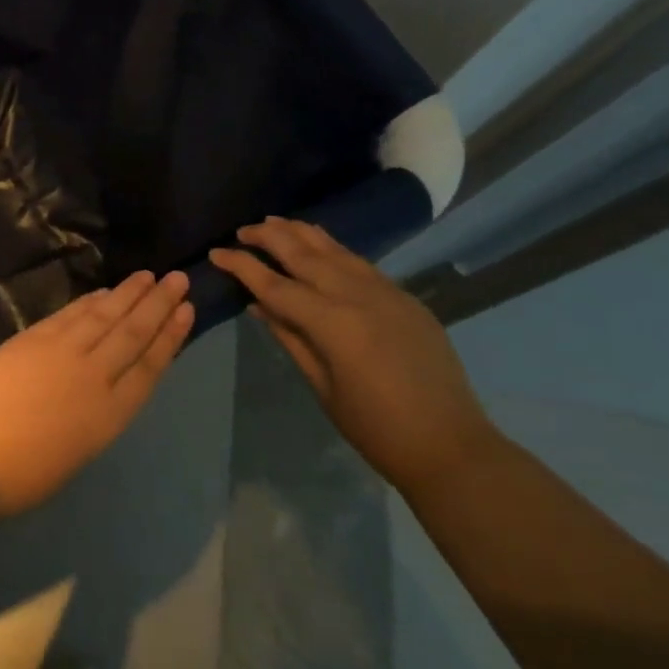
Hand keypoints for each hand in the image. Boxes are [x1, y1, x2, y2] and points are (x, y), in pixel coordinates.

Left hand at [0, 270, 193, 516]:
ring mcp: (63, 352)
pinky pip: (71, 314)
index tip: (187, 310)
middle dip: (158, 304)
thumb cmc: (21, 475)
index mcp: (110, 416)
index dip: (170, 337)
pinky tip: (104, 292)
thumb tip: (99, 383)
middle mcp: (94, 377)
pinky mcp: (34, 338)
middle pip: (133, 333)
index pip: (150, 367)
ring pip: (105, 316)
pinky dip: (90, 301)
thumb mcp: (76, 451)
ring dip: (128, 294)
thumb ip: (93, 413)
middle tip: (179, 277)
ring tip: (149, 275)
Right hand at [209, 218, 495, 494]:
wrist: (452, 446)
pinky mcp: (404, 297)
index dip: (241, 266)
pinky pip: (359, 262)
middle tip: (242, 231)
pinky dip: (332, 248)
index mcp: (332, 323)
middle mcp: (357, 295)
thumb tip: (259, 304)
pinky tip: (318, 244)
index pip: (274, 284)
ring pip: (333, 249)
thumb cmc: (376, 428)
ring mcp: (385, 292)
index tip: (216, 252)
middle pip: (303, 253)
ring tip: (273, 222)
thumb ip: (290, 337)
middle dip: (268, 237)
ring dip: (300, 233)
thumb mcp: (322, 386)